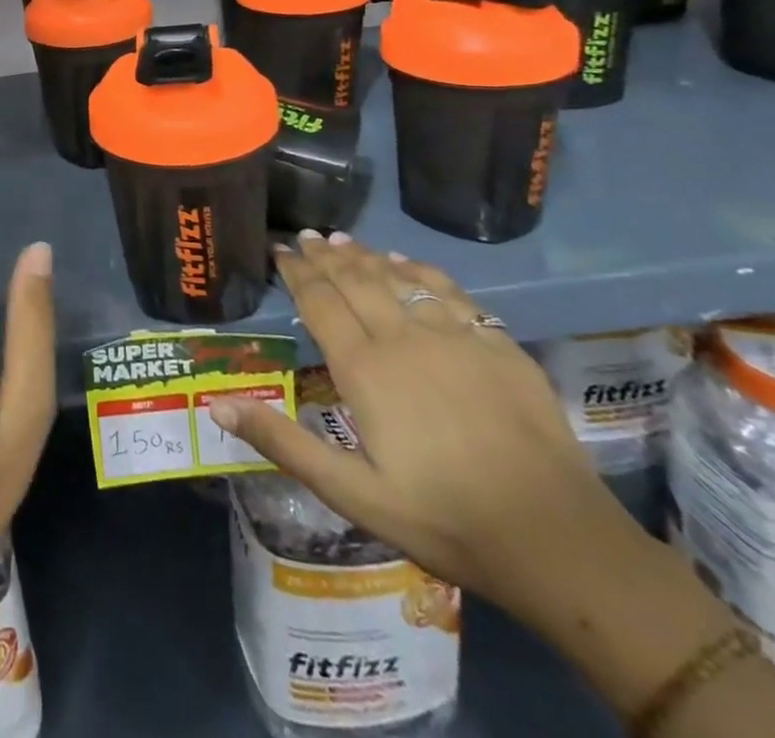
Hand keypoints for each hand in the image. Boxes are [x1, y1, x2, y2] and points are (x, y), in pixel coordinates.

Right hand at [209, 230, 630, 622]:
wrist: (557, 539)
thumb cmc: (442, 518)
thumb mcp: (351, 493)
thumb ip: (283, 442)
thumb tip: (217, 405)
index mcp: (364, 369)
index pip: (320, 303)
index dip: (296, 273)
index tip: (280, 250)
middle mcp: (404, 338)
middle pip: (356, 281)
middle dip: (326, 255)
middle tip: (306, 235)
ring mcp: (455, 337)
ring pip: (399, 278)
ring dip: (367, 256)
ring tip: (344, 239)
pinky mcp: (498, 345)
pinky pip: (450, 291)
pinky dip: (421, 270)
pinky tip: (409, 263)